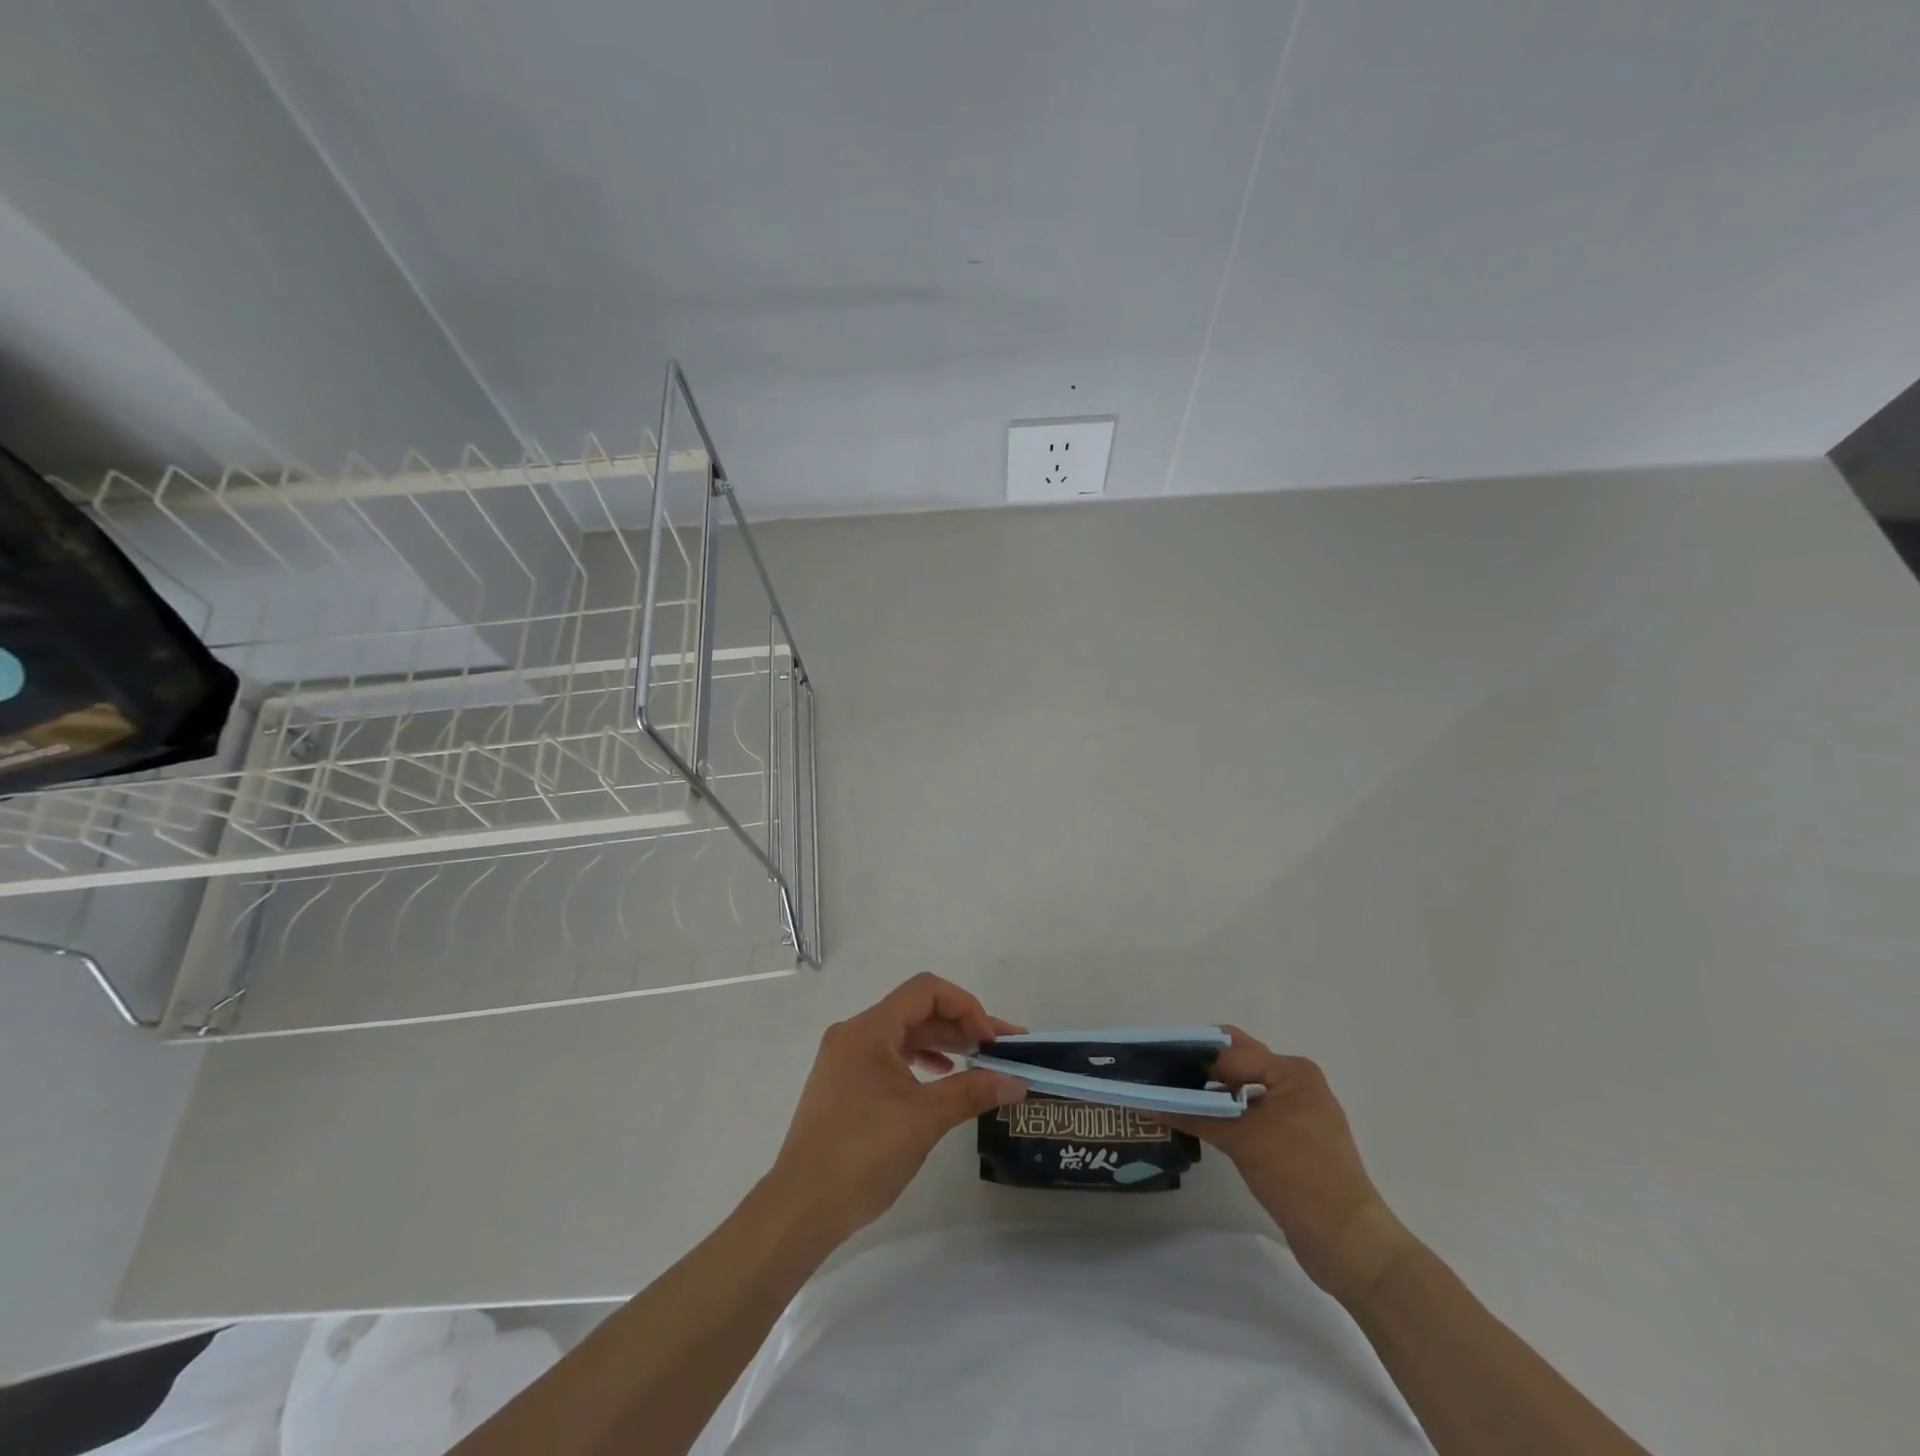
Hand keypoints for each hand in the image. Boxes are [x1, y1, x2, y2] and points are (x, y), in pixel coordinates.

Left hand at [766, 974, 1026, 1245]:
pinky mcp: (843, 1084)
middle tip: (1001, 1051)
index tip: (992, 1040)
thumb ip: (972, 1091)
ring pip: (903, 1034)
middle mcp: (854, 1033)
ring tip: (978, 1064)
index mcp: (869, 1029)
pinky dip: (919, 1061)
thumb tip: (1016, 1081)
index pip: (926, 991)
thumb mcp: (924, 1119)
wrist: (800, 1208)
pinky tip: (940, 1079)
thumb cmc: (862, 1154)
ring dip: (942, 1043)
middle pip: (915, 1011)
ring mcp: (845, 1059)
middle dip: (960, 1026)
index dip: (965, 1006)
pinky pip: (888, 1056)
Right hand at [1166, 1028, 1412, 1299]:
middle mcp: (1296, 1084)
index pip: (1232, 1051)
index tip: (1158, 1067)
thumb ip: (1195, 1115)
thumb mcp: (1242, 1139)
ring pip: (1243, 1091)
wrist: (1349, 1244)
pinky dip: (1226, 1116)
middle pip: (1238, 1065)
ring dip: (1211, 1094)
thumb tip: (1148, 1102)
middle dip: (1202, 1070)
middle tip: (1161, 1078)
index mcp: (1292, 1071)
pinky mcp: (1293, 1143)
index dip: (1196, 1058)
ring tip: (1172, 1100)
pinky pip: (1251, 1116)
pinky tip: (1198, 1125)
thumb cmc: (1299, 1176)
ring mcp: (1297, 1114)